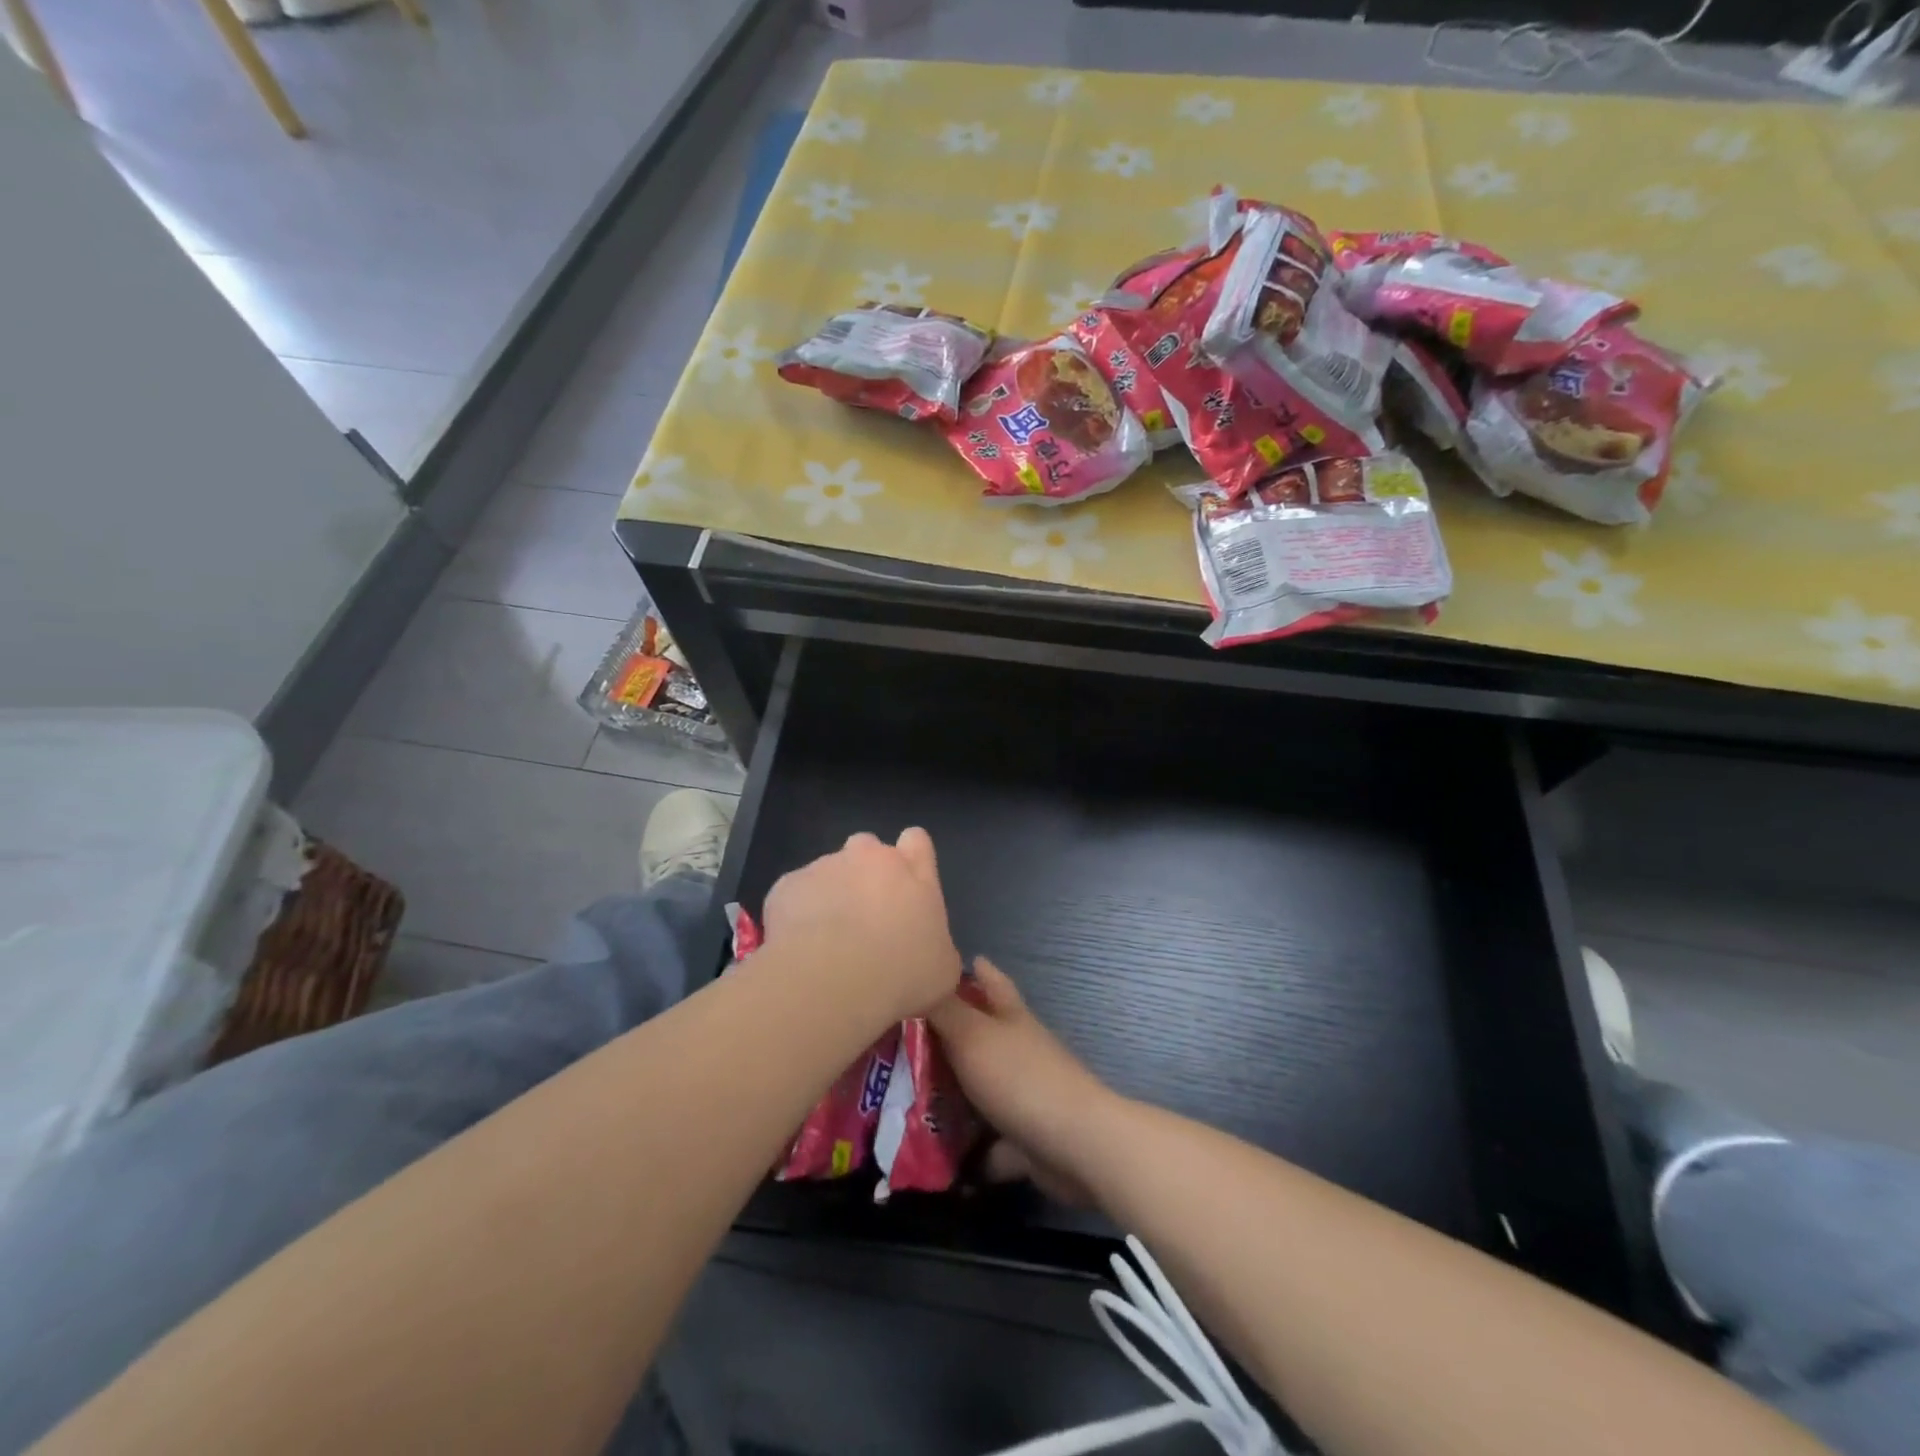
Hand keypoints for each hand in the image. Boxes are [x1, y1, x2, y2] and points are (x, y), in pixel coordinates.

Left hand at [761, 828, 961, 1024]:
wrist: (831, 982)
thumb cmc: (901, 975)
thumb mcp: (941, 970)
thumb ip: (937, 945)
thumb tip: (929, 951)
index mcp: (914, 872)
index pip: (916, 840)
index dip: (911, 857)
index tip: (906, 885)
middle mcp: (870, 857)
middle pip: (869, 848)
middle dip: (866, 873)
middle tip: (864, 916)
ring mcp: (825, 866)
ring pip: (828, 871)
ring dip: (830, 894)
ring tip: (826, 940)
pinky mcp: (788, 884)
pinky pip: (795, 894)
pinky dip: (797, 913)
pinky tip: (799, 947)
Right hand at [929, 957, 1118, 1199]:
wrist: (1075, 1145)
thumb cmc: (1020, 1077)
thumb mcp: (972, 1034)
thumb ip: (943, 1009)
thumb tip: (919, 975)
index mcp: (1010, 1016)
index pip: (990, 980)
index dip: (972, 969)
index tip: (942, 967)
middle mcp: (1019, 1049)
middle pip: (981, 1034)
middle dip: (948, 1034)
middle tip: (903, 1038)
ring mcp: (1024, 1093)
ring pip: (981, 1086)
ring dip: (952, 1093)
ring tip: (905, 1096)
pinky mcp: (1026, 1136)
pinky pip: (989, 1139)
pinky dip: (968, 1148)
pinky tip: (935, 1154)